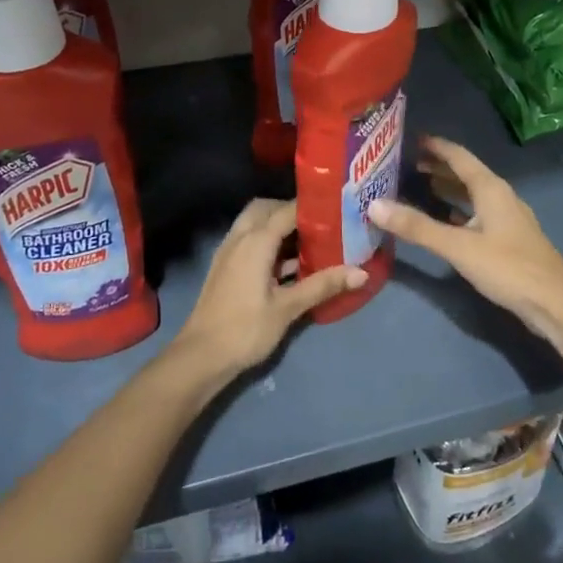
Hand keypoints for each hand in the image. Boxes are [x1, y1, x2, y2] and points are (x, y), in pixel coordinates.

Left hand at [169, 198, 364, 378]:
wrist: (200, 357)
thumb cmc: (245, 329)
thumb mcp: (288, 308)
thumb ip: (323, 285)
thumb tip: (361, 272)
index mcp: (255, 241)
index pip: (287, 209)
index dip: (312, 206)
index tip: (338, 207)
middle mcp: (239, 238)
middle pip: (266, 208)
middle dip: (291, 210)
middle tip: (321, 223)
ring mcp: (229, 252)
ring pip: (254, 223)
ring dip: (278, 226)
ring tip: (310, 239)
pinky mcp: (226, 267)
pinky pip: (248, 240)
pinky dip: (267, 241)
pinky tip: (289, 263)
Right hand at [367, 136, 562, 371]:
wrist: (556, 304)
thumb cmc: (508, 268)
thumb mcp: (458, 247)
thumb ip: (417, 227)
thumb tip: (374, 206)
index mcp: (491, 189)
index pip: (459, 156)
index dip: (435, 146)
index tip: (410, 138)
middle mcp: (500, 197)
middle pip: (466, 174)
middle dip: (438, 167)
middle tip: (405, 164)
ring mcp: (507, 219)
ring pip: (472, 195)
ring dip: (448, 189)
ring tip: (419, 187)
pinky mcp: (508, 240)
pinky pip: (477, 215)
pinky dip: (458, 212)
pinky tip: (444, 222)